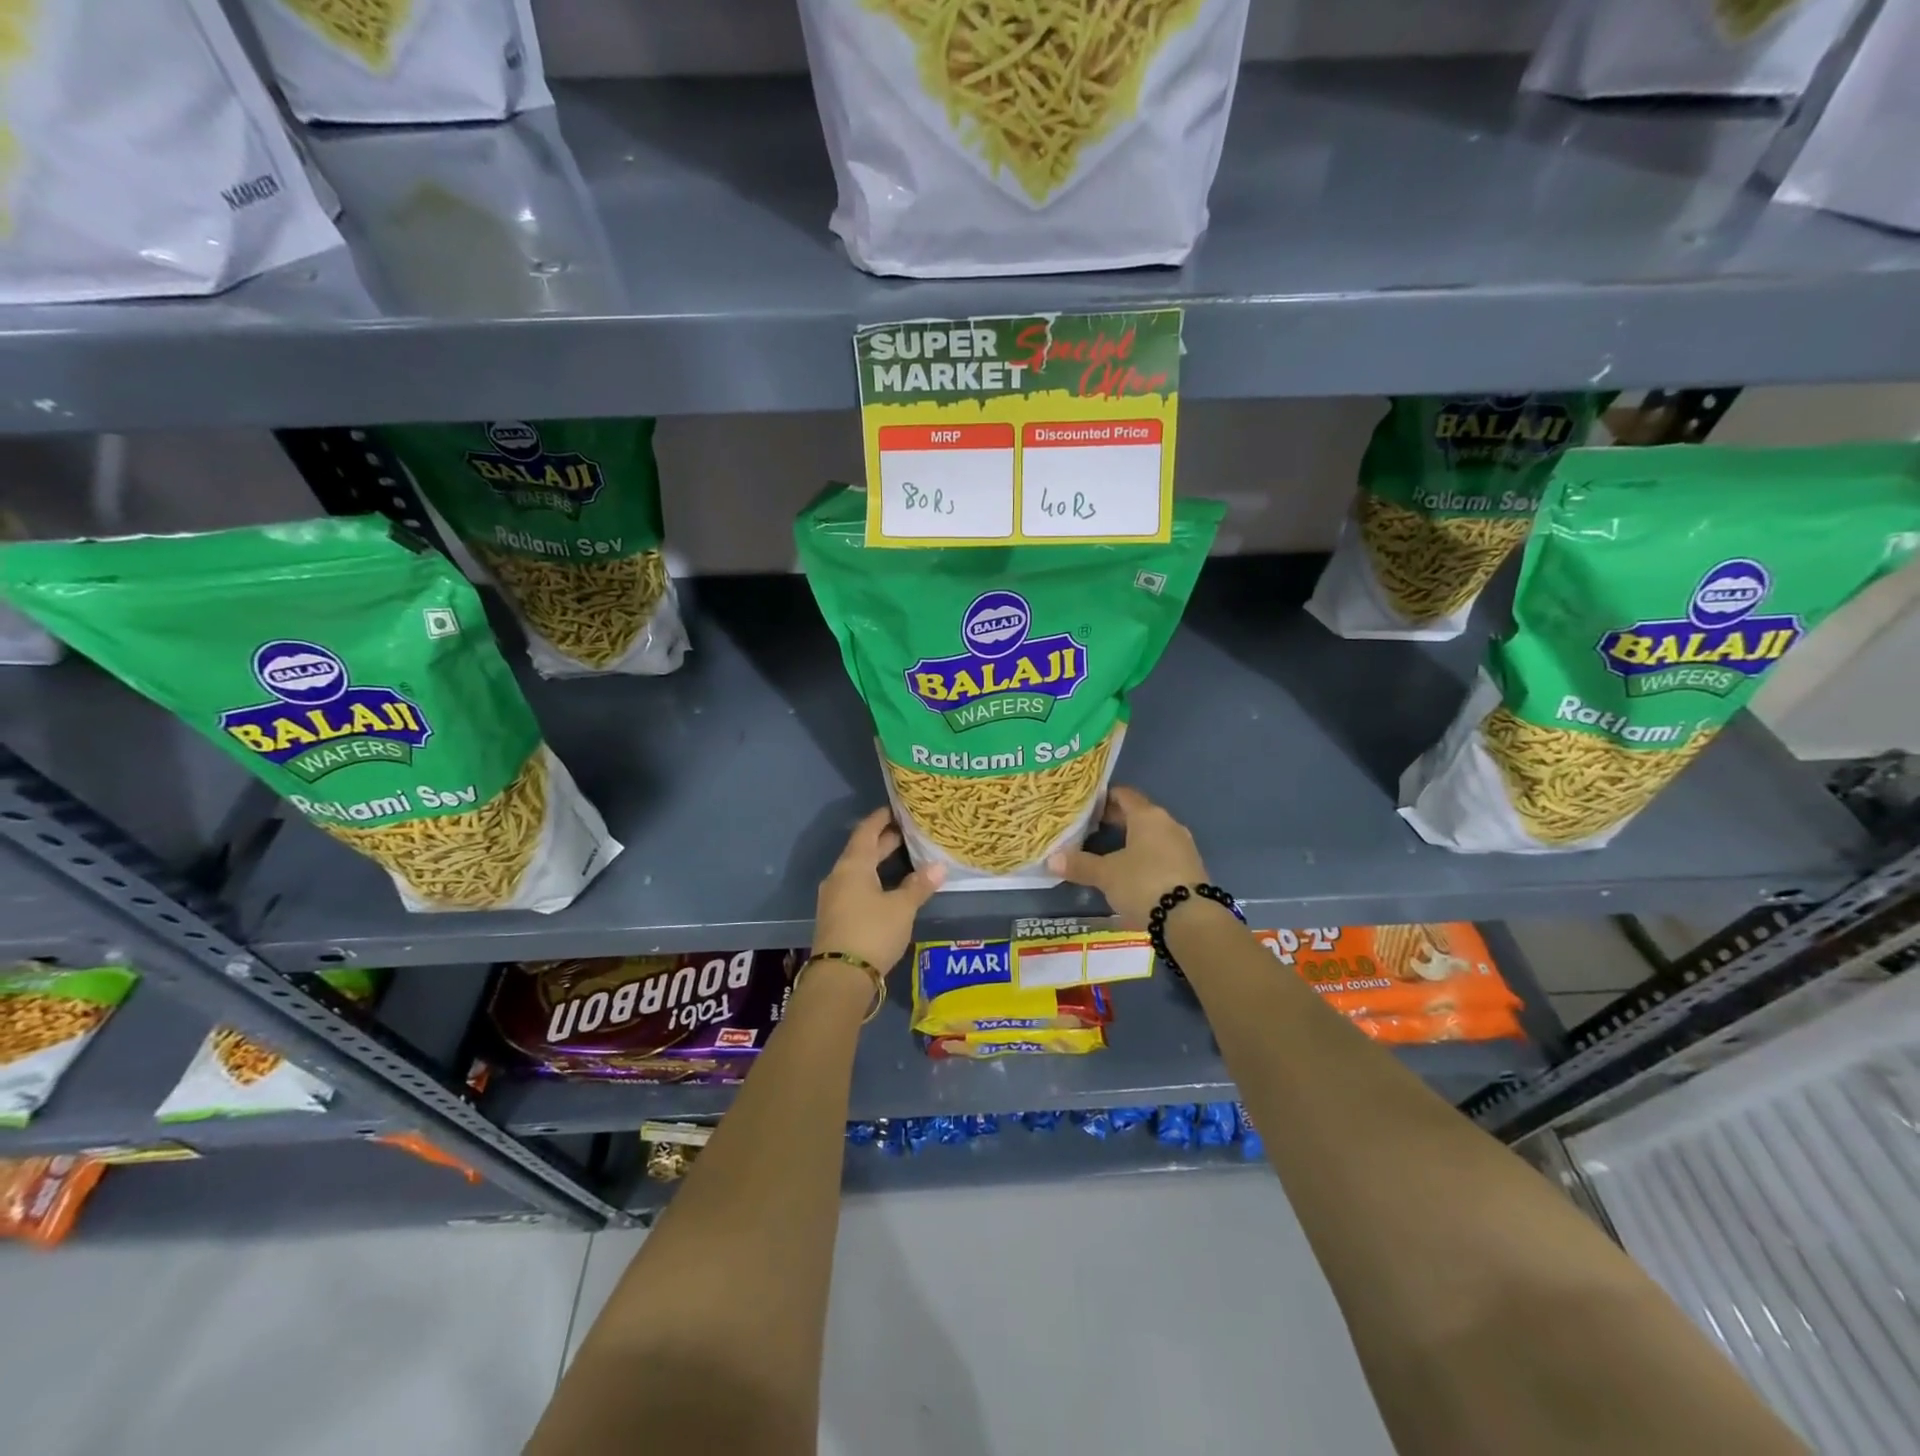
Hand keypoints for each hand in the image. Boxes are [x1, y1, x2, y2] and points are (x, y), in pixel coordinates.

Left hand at [812, 807, 945, 974]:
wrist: (840, 977)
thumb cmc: (872, 932)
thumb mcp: (902, 908)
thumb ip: (919, 885)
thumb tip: (939, 865)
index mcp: (853, 866)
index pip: (866, 832)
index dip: (881, 819)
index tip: (896, 809)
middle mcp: (839, 876)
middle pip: (862, 851)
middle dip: (884, 841)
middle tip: (907, 831)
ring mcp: (834, 897)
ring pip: (858, 871)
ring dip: (878, 862)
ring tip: (902, 857)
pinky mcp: (836, 917)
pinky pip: (855, 888)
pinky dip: (872, 880)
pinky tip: (888, 887)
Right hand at [1047, 785, 1205, 928]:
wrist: (1191, 919)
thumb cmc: (1144, 884)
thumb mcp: (1106, 875)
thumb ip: (1080, 865)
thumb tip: (1051, 859)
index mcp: (1148, 816)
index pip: (1124, 795)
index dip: (1103, 797)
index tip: (1085, 805)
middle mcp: (1168, 824)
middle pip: (1138, 814)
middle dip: (1115, 820)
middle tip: (1089, 827)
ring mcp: (1183, 846)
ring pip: (1151, 835)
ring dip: (1131, 839)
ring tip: (1107, 850)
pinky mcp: (1190, 868)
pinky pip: (1162, 853)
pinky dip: (1145, 856)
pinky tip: (1131, 871)